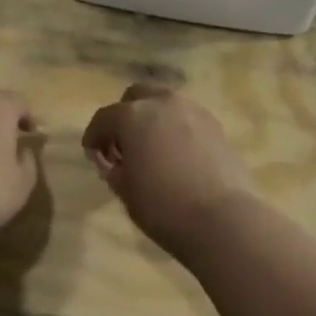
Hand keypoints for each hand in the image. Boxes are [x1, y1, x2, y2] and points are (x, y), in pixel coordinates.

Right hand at [82, 84, 257, 257]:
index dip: (94, 136)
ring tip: (151, 147)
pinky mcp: (215, 124)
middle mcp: (162, 102)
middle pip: (135, 96)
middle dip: (124, 115)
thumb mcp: (126, 192)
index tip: (91, 152)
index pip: (104, 118)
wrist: (224, 219)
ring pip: (163, 103)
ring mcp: (192, 110)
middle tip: (122, 144)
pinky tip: (177, 154)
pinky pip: (186, 118)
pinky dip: (175, 128)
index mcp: (132, 116)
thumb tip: (113, 161)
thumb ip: (114, 170)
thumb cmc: (164, 208)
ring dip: (152, 118)